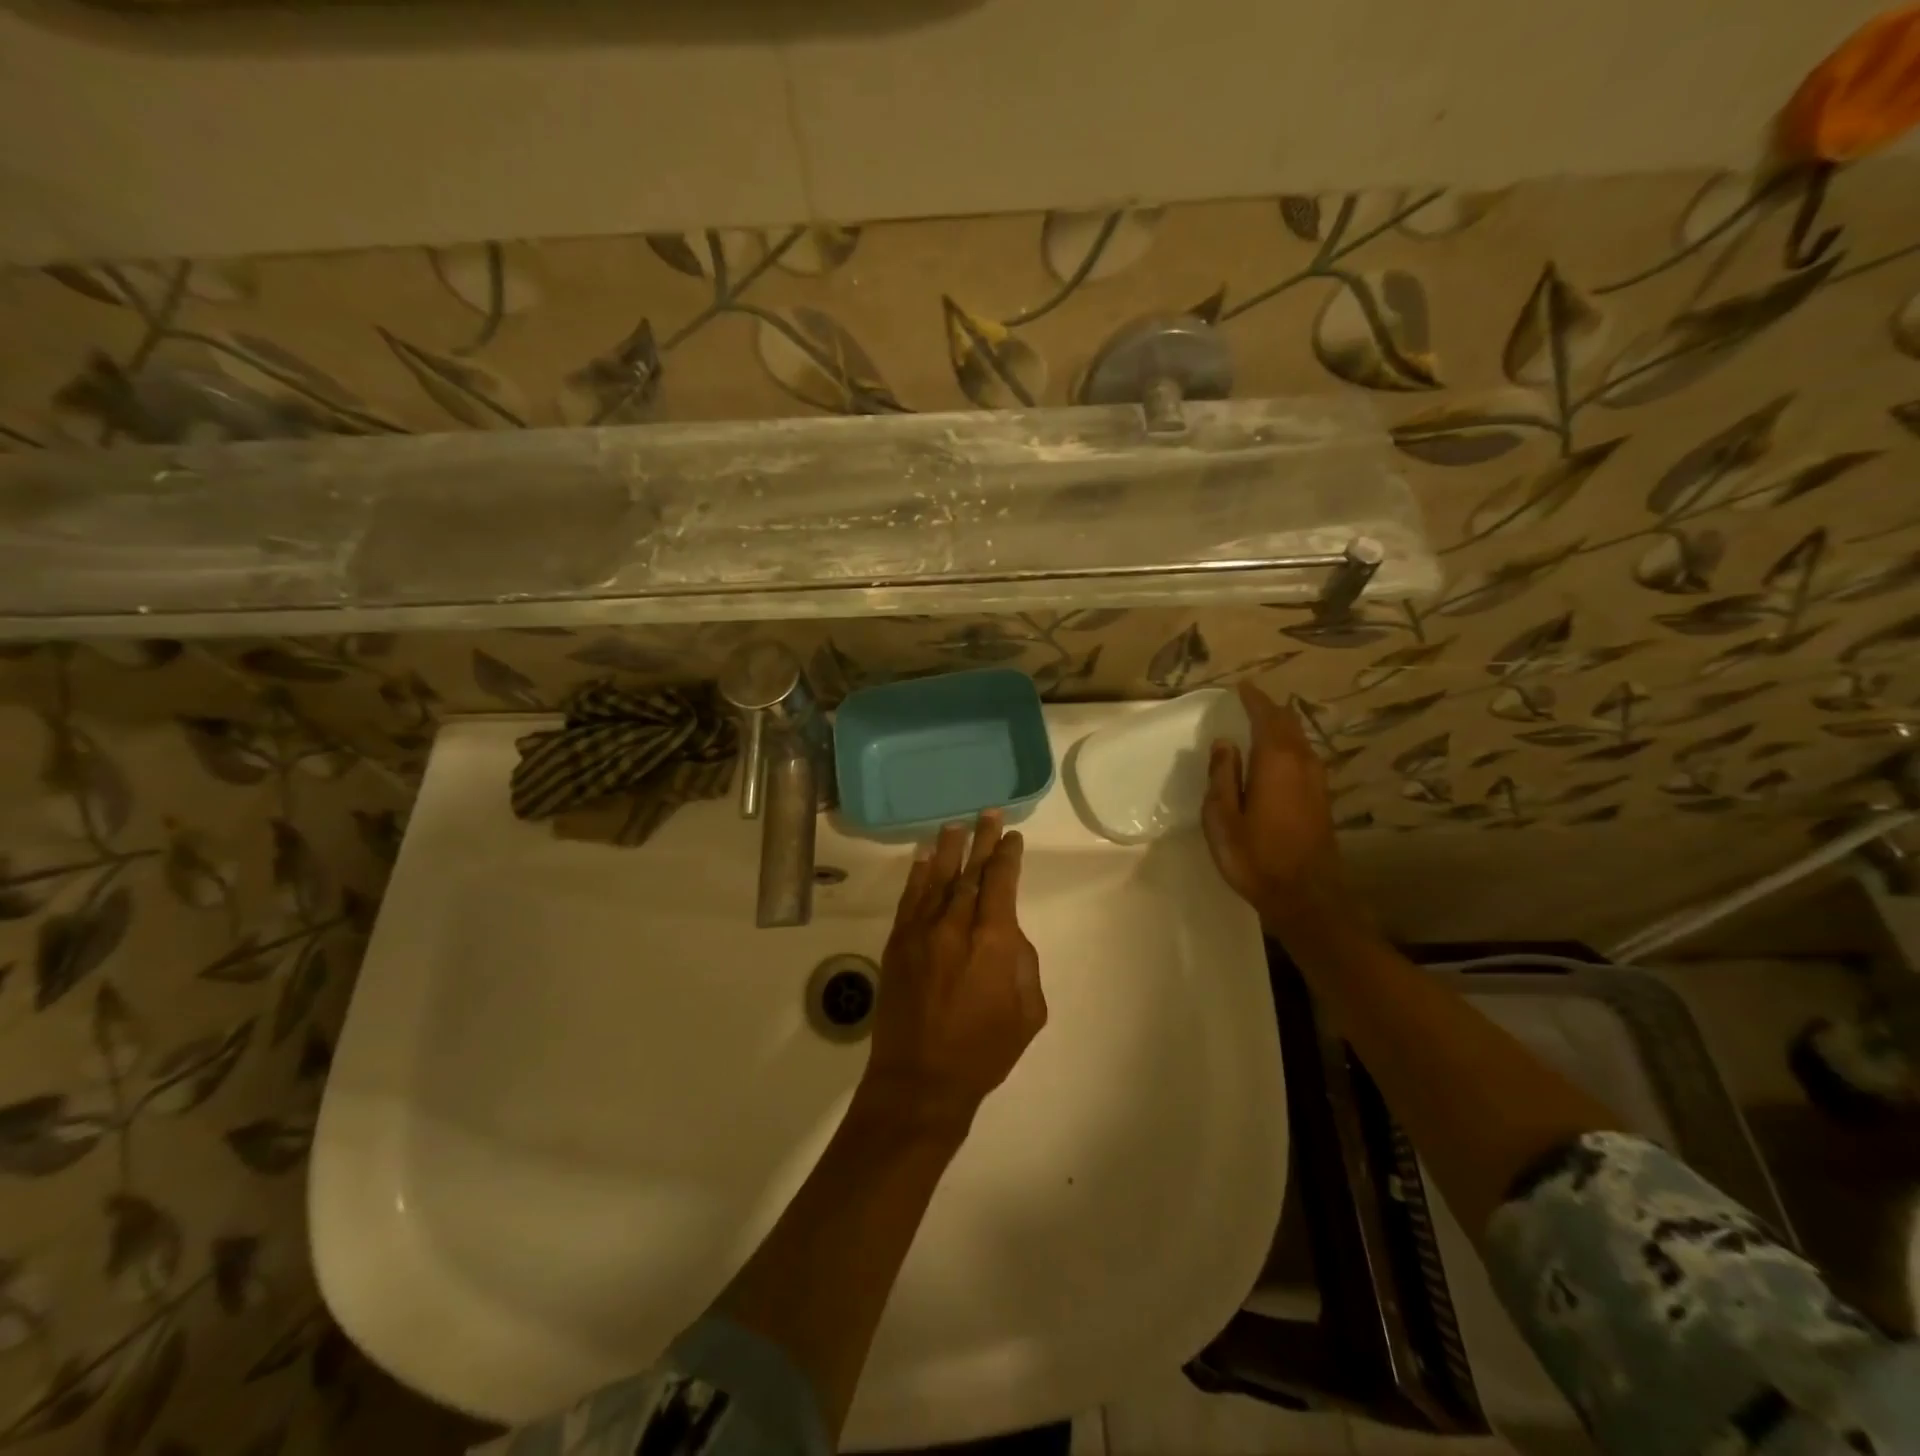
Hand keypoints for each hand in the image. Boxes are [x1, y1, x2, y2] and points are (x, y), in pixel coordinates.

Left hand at [862, 814, 1045, 1135]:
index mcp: (993, 942)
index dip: (1007, 856)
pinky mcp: (897, 944)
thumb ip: (1022, 962)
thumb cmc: (983, 1051)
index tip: (1012, 837)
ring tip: (956, 825)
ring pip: (937, 879)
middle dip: (982, 841)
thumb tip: (1006, 933)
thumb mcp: (1028, 1012)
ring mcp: (921, 933)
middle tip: (989, 814)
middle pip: (970, 872)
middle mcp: (955, 926)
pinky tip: (924, 859)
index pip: (1001, 883)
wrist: (921, 1080)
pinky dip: (918, 876)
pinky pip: (909, 900)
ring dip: (949, 850)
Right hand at [1202, 682, 1360, 936]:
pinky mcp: (1322, 798)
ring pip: (1300, 740)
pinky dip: (1289, 745)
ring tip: (1261, 721)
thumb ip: (1223, 776)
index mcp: (1276, 761)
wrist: (1307, 897)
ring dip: (1281, 726)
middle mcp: (1302, 763)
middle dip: (1269, 709)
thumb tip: (1225, 742)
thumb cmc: (1256, 857)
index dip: (1254, 699)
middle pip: (1288, 724)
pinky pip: (1304, 756)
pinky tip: (1276, 755)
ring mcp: (1317, 781)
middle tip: (1249, 700)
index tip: (1241, 686)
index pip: (1267, 717)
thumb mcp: (1222, 818)